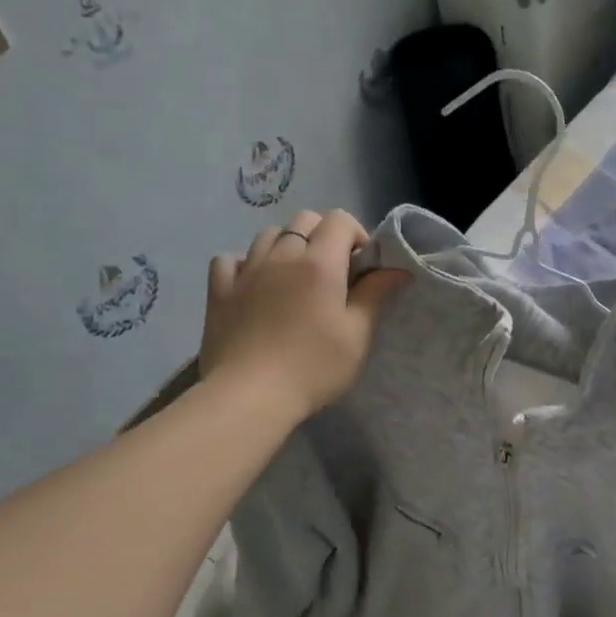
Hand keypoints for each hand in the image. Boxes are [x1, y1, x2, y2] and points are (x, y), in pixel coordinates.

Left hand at [200, 210, 408, 424]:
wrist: (249, 397)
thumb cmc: (313, 367)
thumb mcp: (356, 335)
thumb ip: (375, 294)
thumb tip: (396, 268)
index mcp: (319, 263)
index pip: (339, 220)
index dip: (356, 234)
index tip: (362, 266)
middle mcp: (282, 256)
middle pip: (304, 220)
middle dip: (324, 235)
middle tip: (333, 271)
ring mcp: (246, 271)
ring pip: (268, 235)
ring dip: (287, 245)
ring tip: (294, 277)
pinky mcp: (219, 291)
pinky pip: (230, 260)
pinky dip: (245, 264)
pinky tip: (254, 285)